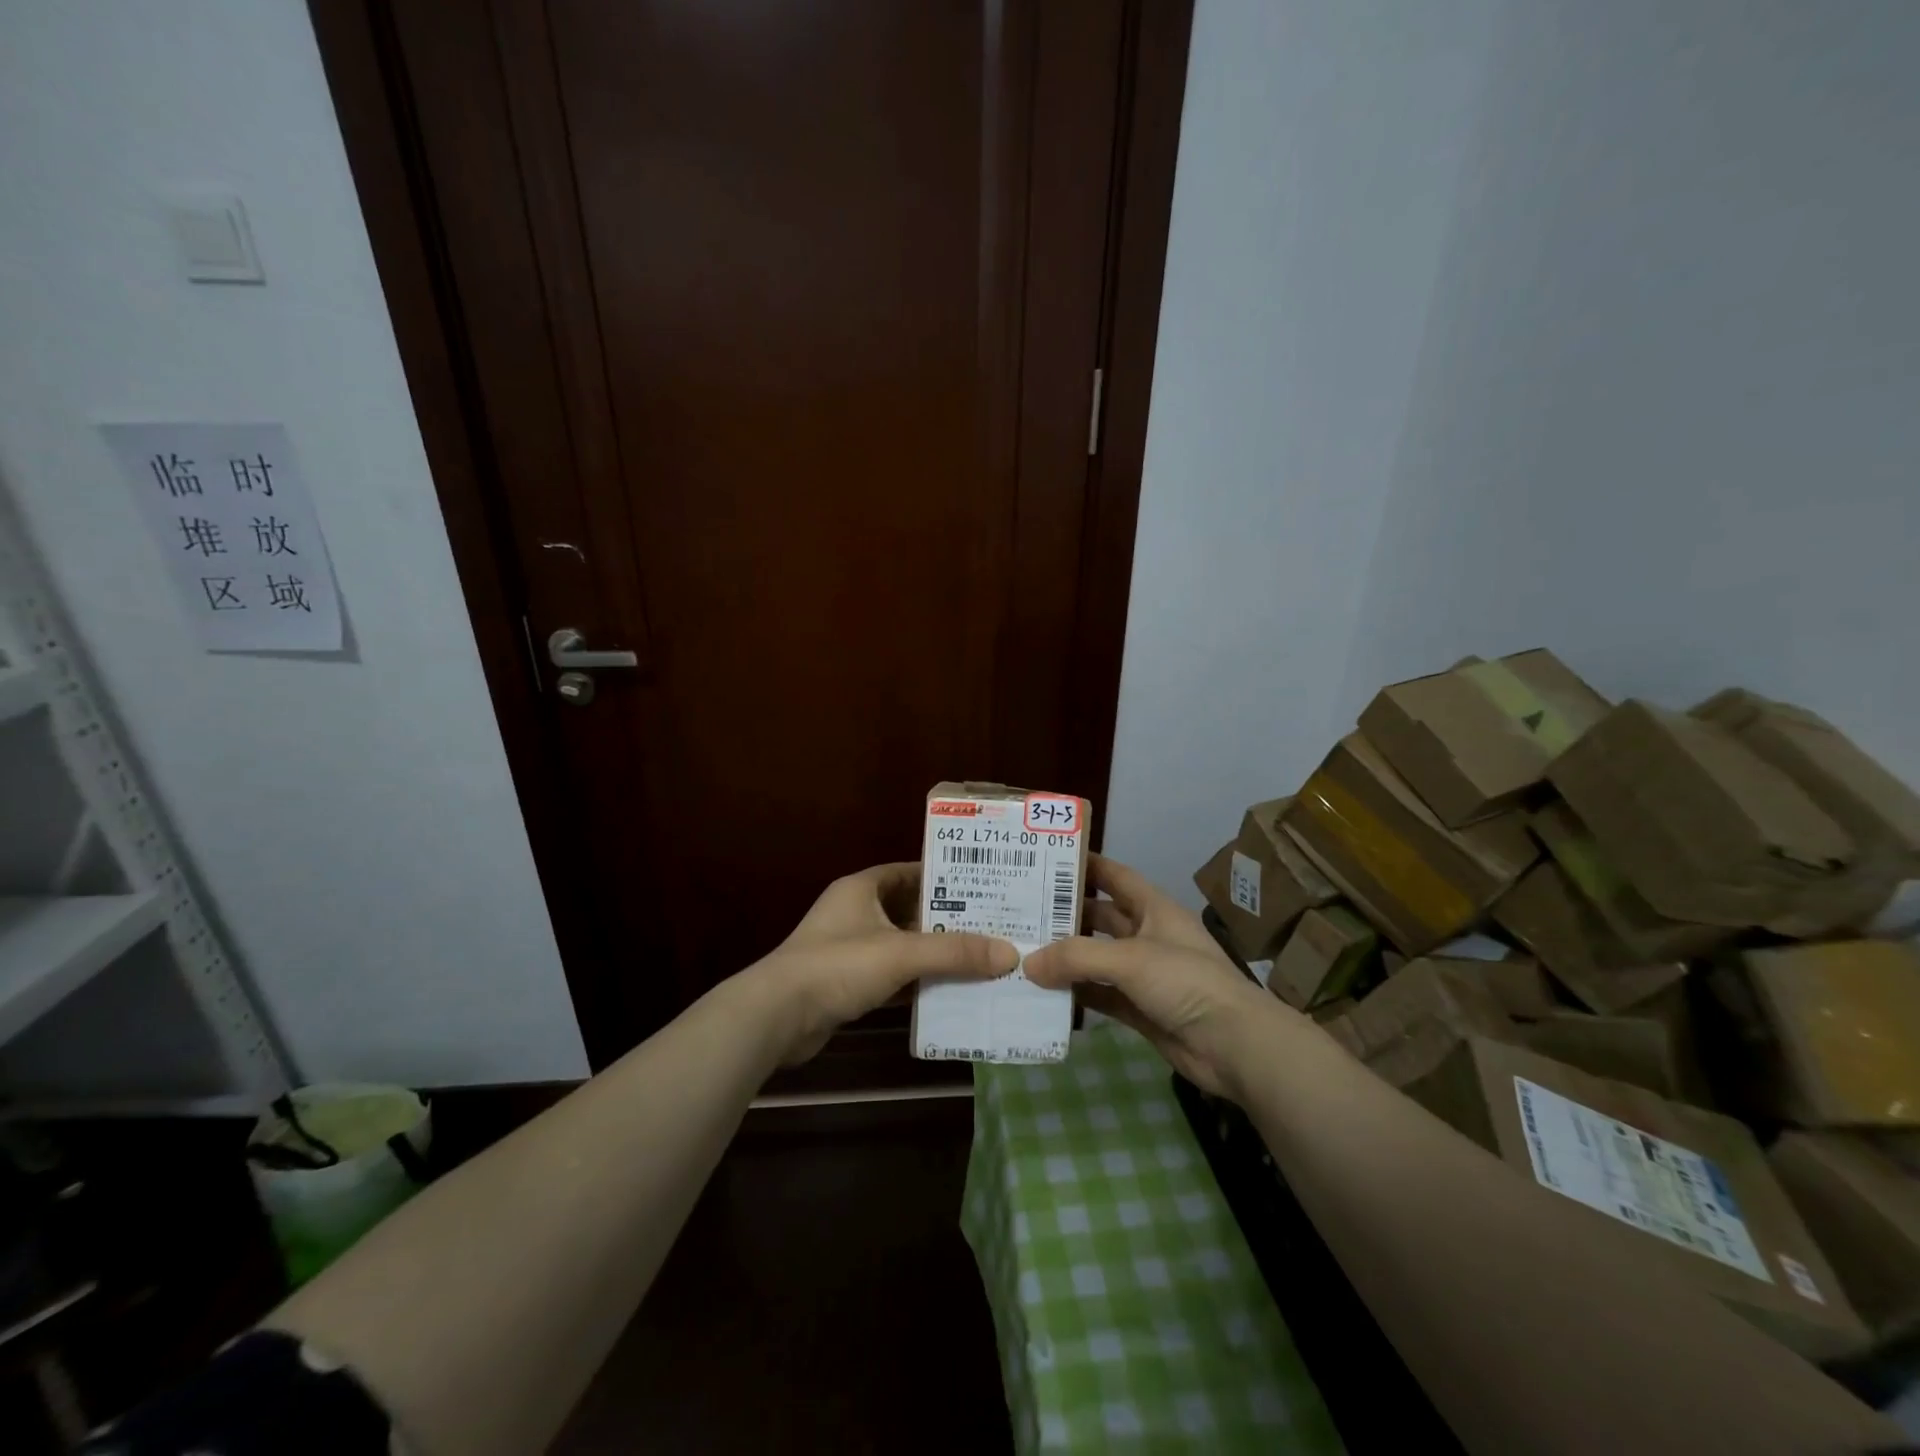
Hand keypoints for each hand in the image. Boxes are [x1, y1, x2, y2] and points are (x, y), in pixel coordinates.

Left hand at [749, 862, 1017, 1063]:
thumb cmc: (838, 965)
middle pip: (910, 909)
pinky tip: (949, 991)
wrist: (777, 1016)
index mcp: (862, 888)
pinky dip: (916, 981)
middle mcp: (855, 912)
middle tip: (991, 925)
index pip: (909, 871)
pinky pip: (892, 975)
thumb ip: (954, 952)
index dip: (943, 876)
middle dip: (947, 919)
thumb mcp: (901, 953)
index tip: (982, 885)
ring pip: (902, 945)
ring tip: (980, 958)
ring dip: (934, 953)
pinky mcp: (847, 983)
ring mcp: (849, 949)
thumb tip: (1009, 954)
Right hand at [1024, 854, 1287, 1098]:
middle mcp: (1148, 936)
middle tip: (1021, 910)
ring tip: (1023, 950)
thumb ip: (1077, 957)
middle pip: (1100, 917)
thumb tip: (1028, 963)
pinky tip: (1044, 992)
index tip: (1046, 860)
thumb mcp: (1131, 959)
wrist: (1235, 1046)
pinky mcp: (1140, 1009)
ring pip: (1097, 958)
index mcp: (1154, 909)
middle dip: (1066, 913)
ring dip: (1066, 957)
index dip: (1086, 865)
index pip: (1115, 876)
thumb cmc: (1187, 982)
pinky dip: (1076, 994)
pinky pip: (1100, 995)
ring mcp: (1144, 975)